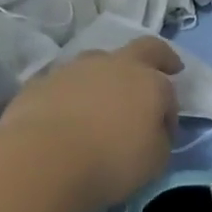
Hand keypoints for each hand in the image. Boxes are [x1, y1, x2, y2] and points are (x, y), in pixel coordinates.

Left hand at [0, 37, 180, 211]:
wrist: (43, 160)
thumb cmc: (110, 162)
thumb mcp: (154, 161)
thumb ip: (159, 138)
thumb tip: (153, 130)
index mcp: (149, 82)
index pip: (168, 90)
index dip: (170, 110)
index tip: (165, 131)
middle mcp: (114, 65)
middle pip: (143, 49)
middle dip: (157, 56)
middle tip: (164, 66)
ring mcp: (74, 69)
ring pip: (97, 62)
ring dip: (104, 76)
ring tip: (101, 100)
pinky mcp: (41, 82)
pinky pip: (63, 83)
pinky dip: (69, 94)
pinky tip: (64, 115)